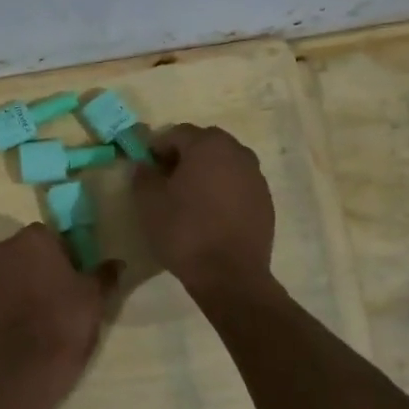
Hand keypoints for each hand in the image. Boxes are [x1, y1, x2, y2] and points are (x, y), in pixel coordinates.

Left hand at [0, 223, 114, 391]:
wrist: (28, 366)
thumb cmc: (66, 319)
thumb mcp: (95, 295)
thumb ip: (105, 274)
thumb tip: (118, 264)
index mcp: (32, 240)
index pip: (50, 236)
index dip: (64, 254)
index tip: (75, 275)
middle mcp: (2, 252)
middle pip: (25, 253)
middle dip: (40, 267)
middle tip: (60, 293)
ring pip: (9, 275)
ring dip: (22, 285)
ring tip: (42, 313)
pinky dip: (9, 307)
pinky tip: (25, 328)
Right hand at [131, 124, 275, 298]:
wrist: (229, 275)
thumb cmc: (184, 232)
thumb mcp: (149, 203)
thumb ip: (143, 176)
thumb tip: (145, 165)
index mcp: (208, 146)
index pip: (176, 133)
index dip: (157, 147)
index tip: (146, 167)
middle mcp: (237, 152)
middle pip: (204, 143)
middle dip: (184, 156)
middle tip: (166, 180)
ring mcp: (256, 176)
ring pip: (224, 163)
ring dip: (206, 172)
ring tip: (189, 198)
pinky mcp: (265, 200)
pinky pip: (238, 184)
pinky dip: (223, 190)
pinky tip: (210, 214)